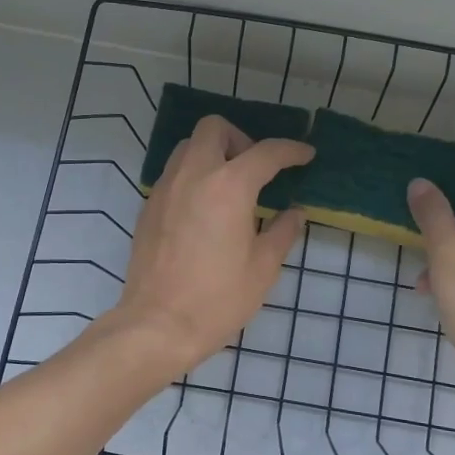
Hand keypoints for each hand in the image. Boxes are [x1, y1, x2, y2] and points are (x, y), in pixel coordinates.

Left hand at [111, 115, 313, 376]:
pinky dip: (193, 175)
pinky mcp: (148, 206)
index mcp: (228, 186)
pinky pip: (173, 172)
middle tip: (256, 171)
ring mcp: (165, 188)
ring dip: (213, 153)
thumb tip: (294, 212)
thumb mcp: (263, 268)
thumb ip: (282, 231)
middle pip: (214, 128)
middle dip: (241, 139)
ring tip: (230, 187)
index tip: (305, 155)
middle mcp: (193, 175)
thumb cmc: (217, 299)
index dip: (291, 150)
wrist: (157, 325)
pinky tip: (205, 208)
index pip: (266, 152)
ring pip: (188, 146)